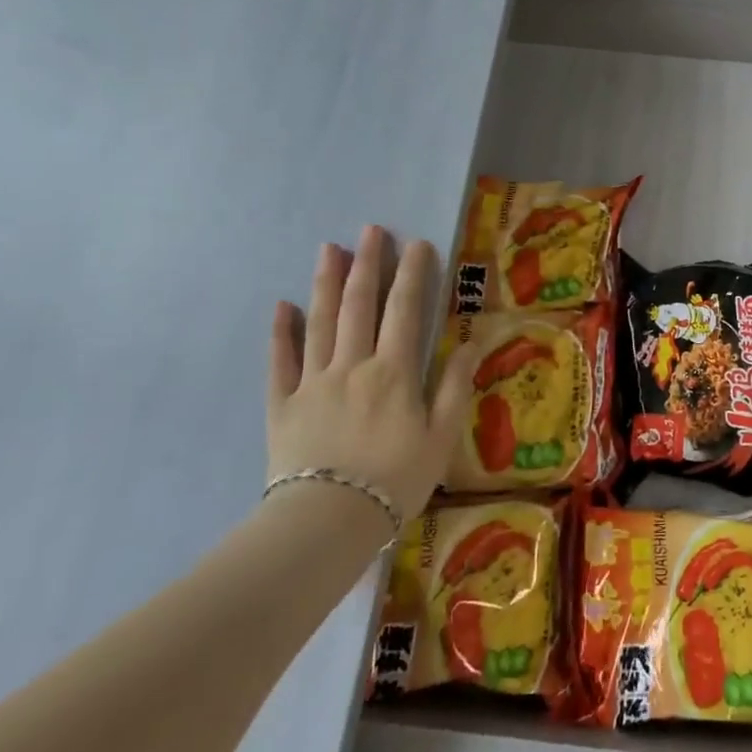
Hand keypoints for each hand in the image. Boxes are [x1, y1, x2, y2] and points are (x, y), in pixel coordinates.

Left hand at [267, 226, 478, 522]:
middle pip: (359, 305)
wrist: (327, 522)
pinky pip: (280, 362)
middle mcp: (352, 365)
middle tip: (370, 229)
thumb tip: (471, 341)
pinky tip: (282, 307)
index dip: (412, 274)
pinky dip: (281, 332)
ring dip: (326, 283)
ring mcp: (313, 382)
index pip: (405, 310)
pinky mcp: (282, 404)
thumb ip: (453, 385)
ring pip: (320, 322)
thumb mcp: (440, 436)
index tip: (417, 243)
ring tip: (330, 249)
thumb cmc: (395, 480)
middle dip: (367, 264)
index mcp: (393, 371)